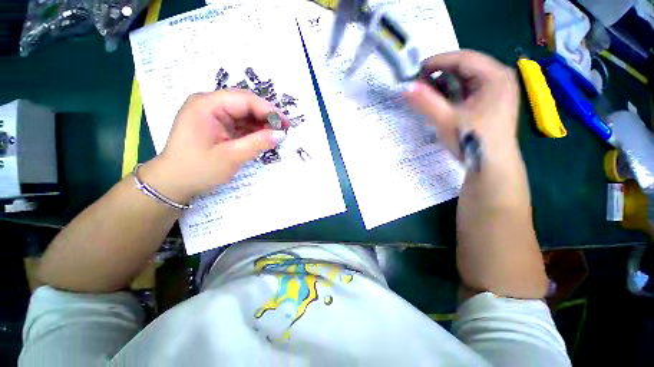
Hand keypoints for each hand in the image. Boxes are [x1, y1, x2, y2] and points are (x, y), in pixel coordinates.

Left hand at [141, 90, 287, 203]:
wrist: (173, 182)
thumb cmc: (198, 169)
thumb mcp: (231, 157)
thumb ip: (257, 143)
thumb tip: (281, 135)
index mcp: (207, 105)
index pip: (245, 99)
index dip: (269, 110)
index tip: (286, 124)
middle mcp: (209, 104)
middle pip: (245, 103)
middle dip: (266, 116)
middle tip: (283, 130)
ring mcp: (212, 113)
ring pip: (244, 113)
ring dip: (261, 123)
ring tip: (275, 136)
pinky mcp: (216, 124)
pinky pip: (239, 122)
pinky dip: (253, 130)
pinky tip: (262, 138)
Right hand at [405, 50, 519, 160]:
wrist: (492, 165)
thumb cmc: (472, 142)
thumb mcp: (446, 121)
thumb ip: (426, 102)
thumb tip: (405, 88)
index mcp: (495, 76)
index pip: (463, 58)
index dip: (437, 61)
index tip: (415, 71)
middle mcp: (500, 77)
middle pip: (465, 65)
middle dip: (440, 72)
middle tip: (419, 84)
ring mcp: (498, 88)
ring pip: (466, 76)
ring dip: (445, 82)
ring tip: (427, 93)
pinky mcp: (493, 99)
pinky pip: (469, 87)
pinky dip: (453, 91)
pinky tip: (441, 100)